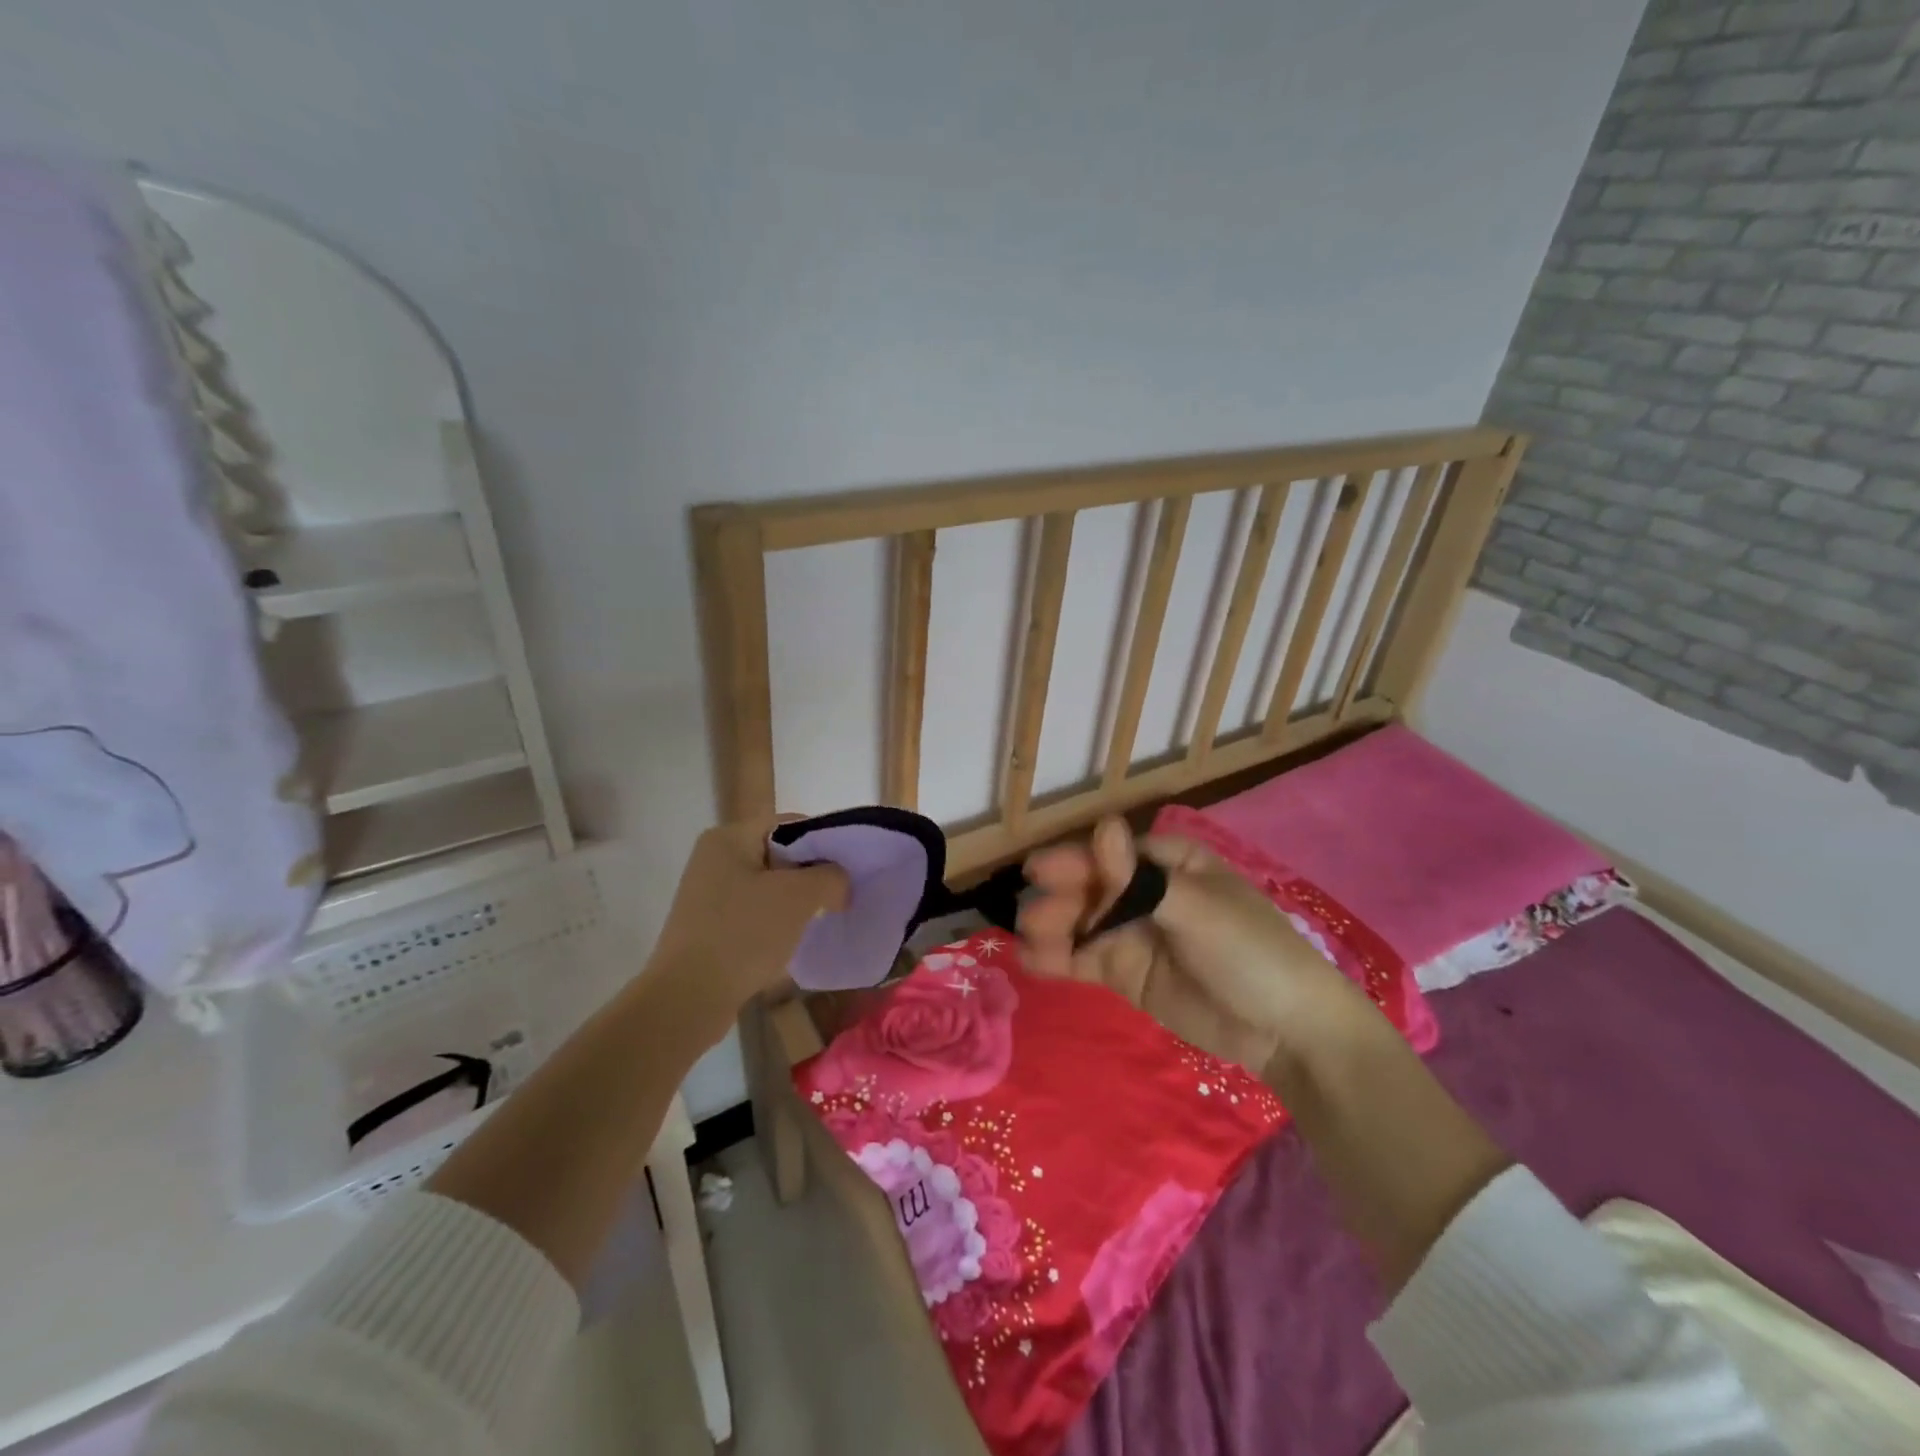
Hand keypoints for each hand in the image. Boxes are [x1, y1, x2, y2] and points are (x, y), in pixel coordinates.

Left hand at [646, 818, 848, 1039]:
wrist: (687, 999)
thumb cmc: (744, 934)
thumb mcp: (798, 897)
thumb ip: (830, 876)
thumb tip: (839, 880)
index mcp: (729, 838)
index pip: (790, 824)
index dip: (824, 842)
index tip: (849, 869)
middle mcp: (714, 858)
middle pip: (779, 854)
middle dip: (811, 874)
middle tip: (839, 896)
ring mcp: (708, 894)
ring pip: (768, 886)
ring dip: (795, 901)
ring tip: (819, 920)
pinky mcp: (707, 926)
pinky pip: (753, 912)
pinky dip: (775, 922)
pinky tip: (791, 941)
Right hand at [1019, 816, 1369, 1072]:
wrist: (1286, 1031)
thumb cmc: (1251, 951)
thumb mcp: (1198, 909)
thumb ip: (1141, 878)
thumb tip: (1103, 825)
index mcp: (1170, 863)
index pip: (1113, 854)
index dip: (1077, 861)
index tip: (1040, 872)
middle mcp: (1145, 892)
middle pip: (1091, 887)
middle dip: (1060, 898)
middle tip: (1031, 916)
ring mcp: (1132, 933)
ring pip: (1081, 922)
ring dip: (1052, 926)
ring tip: (1027, 940)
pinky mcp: (1125, 972)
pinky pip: (1084, 958)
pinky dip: (1057, 957)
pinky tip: (1031, 960)